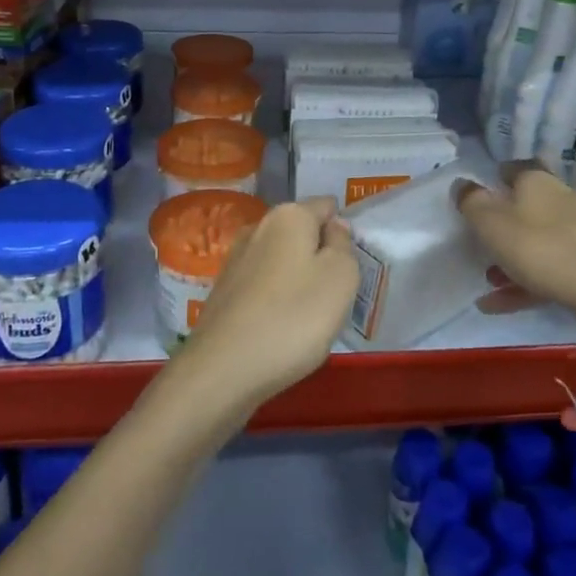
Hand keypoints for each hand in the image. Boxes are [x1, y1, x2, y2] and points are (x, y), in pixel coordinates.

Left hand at [170, 197, 358, 415]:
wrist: (223, 368)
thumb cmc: (293, 317)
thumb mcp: (341, 277)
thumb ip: (344, 245)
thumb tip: (333, 228)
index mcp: (289, 215)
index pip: (326, 206)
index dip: (343, 231)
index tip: (352, 264)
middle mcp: (258, 227)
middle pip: (302, 233)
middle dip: (320, 255)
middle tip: (337, 294)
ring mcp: (236, 259)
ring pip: (282, 260)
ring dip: (298, 279)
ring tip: (311, 316)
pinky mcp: (224, 290)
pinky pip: (263, 285)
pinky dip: (277, 299)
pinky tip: (282, 328)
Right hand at [457, 165, 575, 333]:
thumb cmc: (542, 249)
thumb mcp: (492, 224)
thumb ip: (472, 202)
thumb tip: (461, 184)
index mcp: (538, 182)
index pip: (514, 168)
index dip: (495, 178)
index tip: (477, 195)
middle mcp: (564, 199)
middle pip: (527, 207)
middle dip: (503, 225)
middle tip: (479, 244)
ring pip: (539, 241)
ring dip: (512, 259)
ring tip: (487, 283)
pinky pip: (552, 269)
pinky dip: (527, 283)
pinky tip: (501, 304)